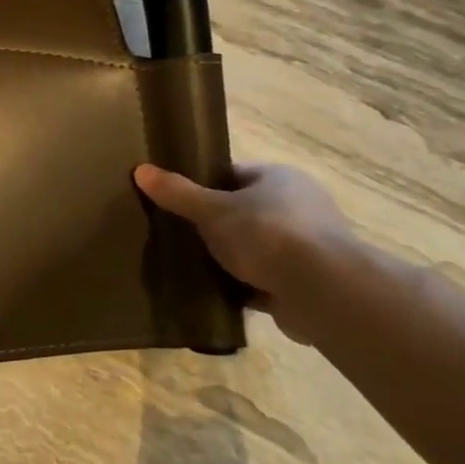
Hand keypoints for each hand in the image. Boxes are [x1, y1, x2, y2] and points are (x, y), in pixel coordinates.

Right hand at [133, 161, 355, 343]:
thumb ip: (177, 193)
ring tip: (193, 265)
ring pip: (255, 247)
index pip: (234, 174)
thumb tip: (141, 170)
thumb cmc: (267, 234)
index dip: (203, 184)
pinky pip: (265, 280)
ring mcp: (308, 246)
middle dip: (215, 225)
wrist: (323, 292)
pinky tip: (217, 293)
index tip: (176, 200)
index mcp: (280, 178)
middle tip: (180, 234)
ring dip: (231, 258)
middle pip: (244, 211)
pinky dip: (245, 287)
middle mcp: (300, 206)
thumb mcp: (212, 209)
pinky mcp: (309, 283)